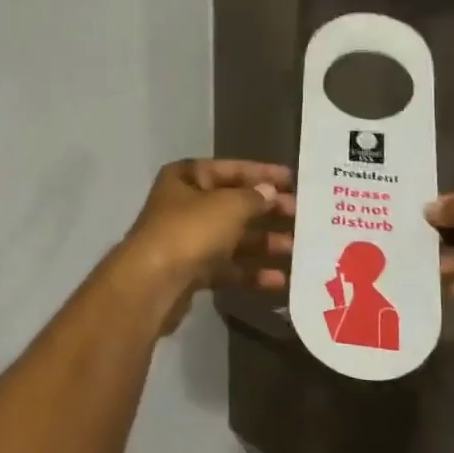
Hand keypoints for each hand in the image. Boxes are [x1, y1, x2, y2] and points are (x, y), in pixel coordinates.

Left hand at [121, 159, 295, 332]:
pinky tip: (280, 281)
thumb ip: (253, 198)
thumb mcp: (228, 206)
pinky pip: (227, 268)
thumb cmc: (190, 231)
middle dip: (266, 211)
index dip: (260, 172)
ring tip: (298, 249)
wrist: (153, 283)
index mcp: (185, 178)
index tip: (291, 179)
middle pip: (232, 205)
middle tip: (301, 215)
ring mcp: (186, 241)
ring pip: (232, 239)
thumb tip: (268, 192)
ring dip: (264, 243)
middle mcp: (183, 206)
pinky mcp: (191, 273)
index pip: (228, 169)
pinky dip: (251, 272)